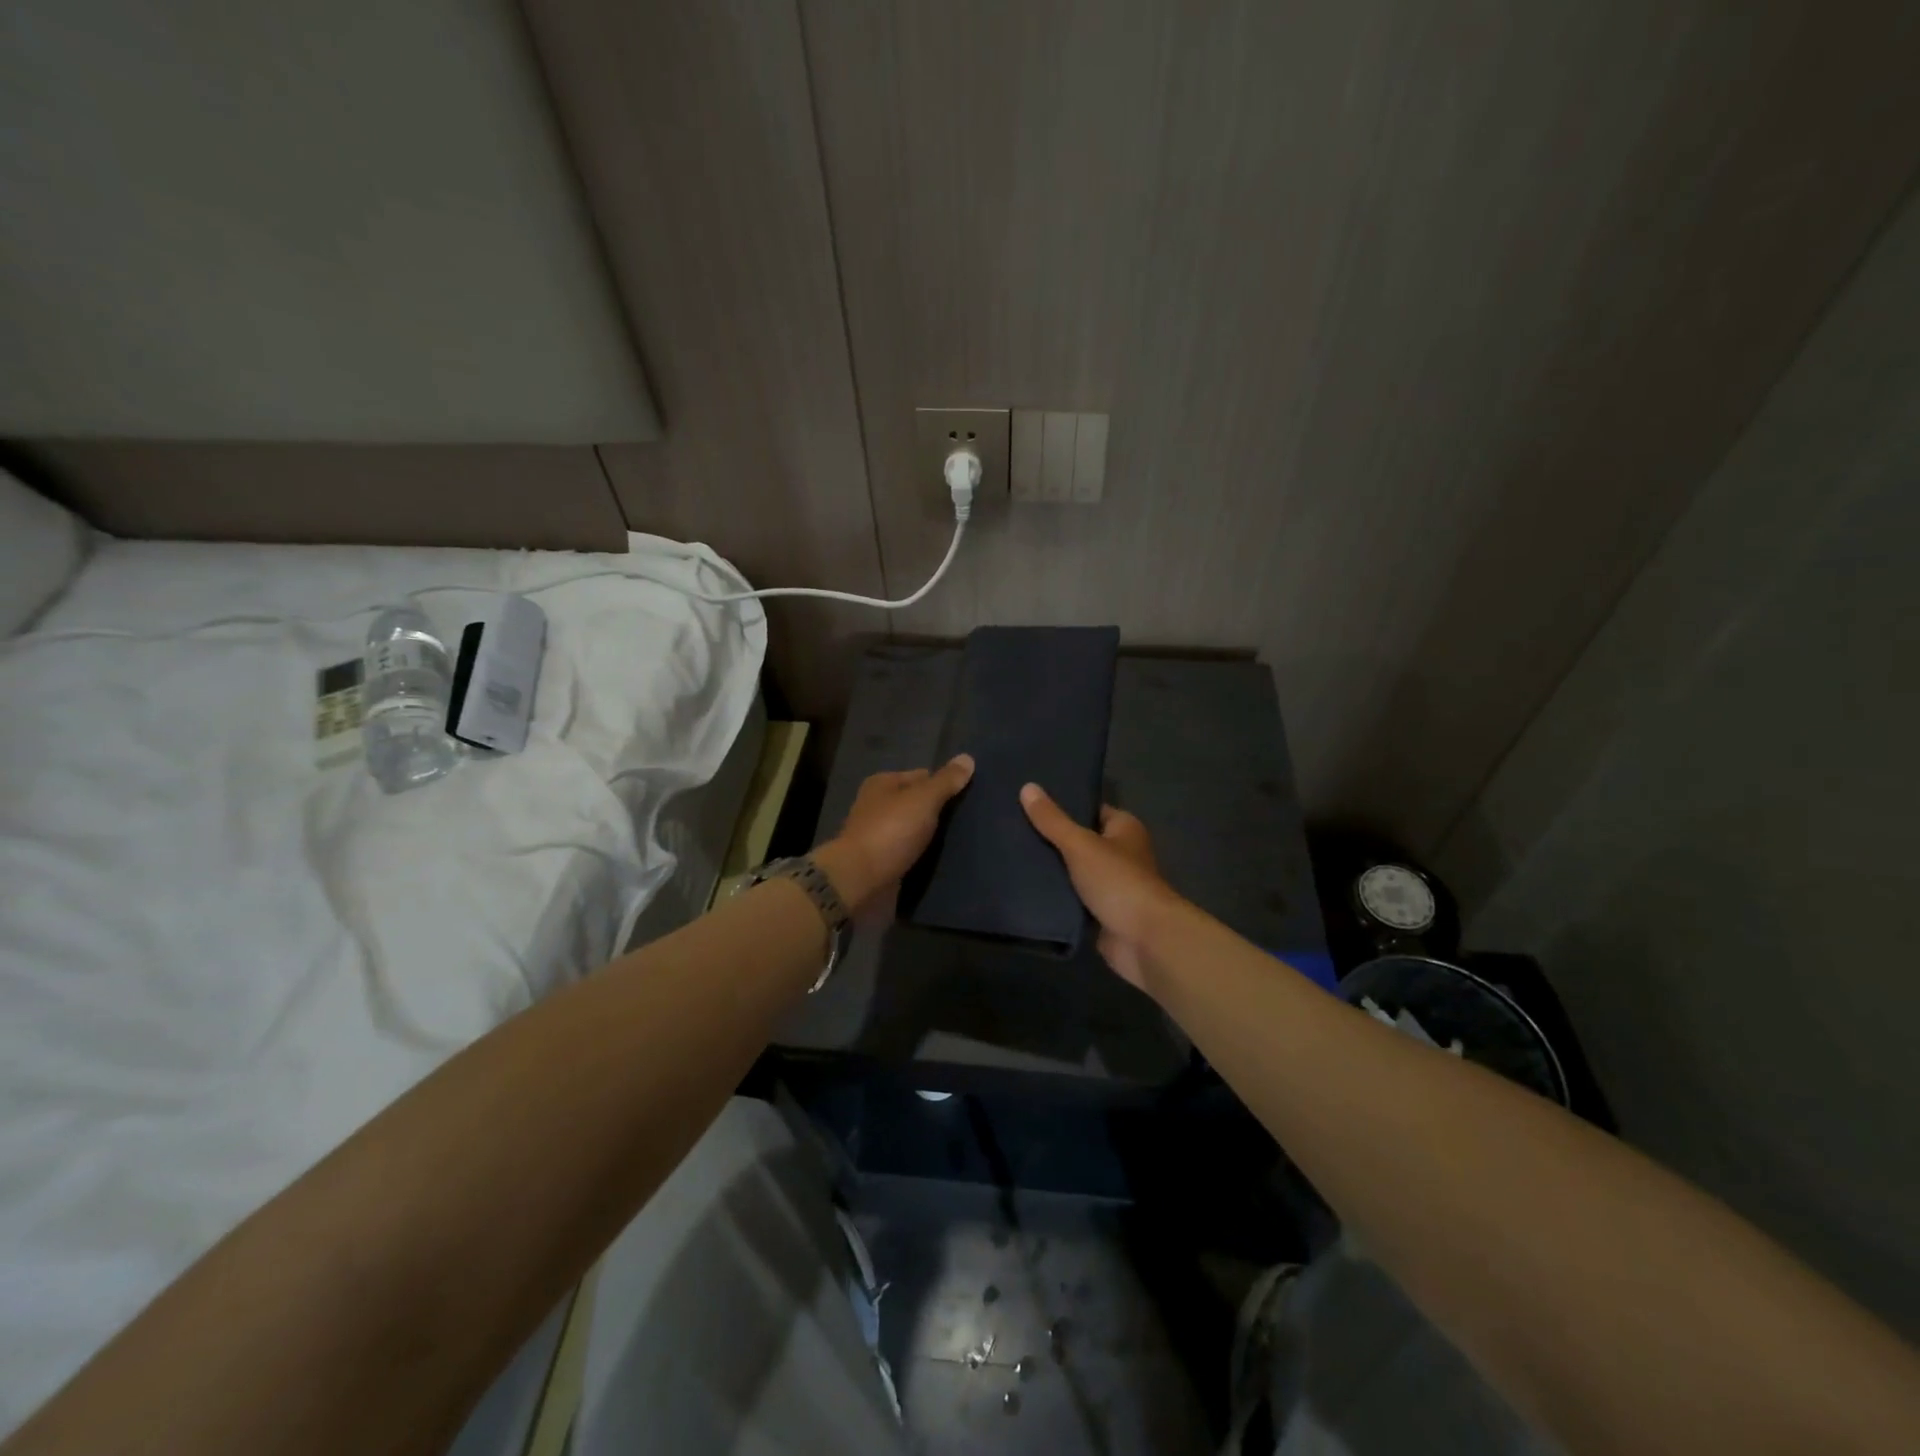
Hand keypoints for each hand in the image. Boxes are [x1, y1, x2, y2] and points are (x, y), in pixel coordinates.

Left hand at [814, 755, 974, 910]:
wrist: (860, 880)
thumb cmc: (891, 831)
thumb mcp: (923, 799)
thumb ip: (946, 781)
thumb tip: (967, 758)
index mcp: (882, 784)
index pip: (921, 776)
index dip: (943, 784)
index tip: (968, 797)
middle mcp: (877, 806)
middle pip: (916, 803)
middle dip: (939, 811)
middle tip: (968, 820)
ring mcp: (878, 836)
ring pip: (914, 830)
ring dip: (932, 836)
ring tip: (963, 840)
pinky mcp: (881, 862)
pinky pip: (909, 853)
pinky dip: (924, 856)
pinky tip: (943, 860)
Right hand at [1020, 784, 1182, 990]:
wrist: (1144, 940)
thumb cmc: (1118, 881)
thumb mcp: (1080, 844)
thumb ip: (1053, 820)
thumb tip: (1027, 787)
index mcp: (1123, 829)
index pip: (1089, 809)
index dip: (1062, 805)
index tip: (1028, 801)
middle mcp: (1119, 853)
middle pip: (1078, 840)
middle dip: (1050, 838)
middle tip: (1011, 828)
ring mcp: (1109, 885)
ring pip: (1072, 871)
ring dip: (1050, 869)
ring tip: (1009, 854)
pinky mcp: (1099, 913)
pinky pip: (1071, 898)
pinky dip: (1053, 895)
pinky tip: (1023, 886)